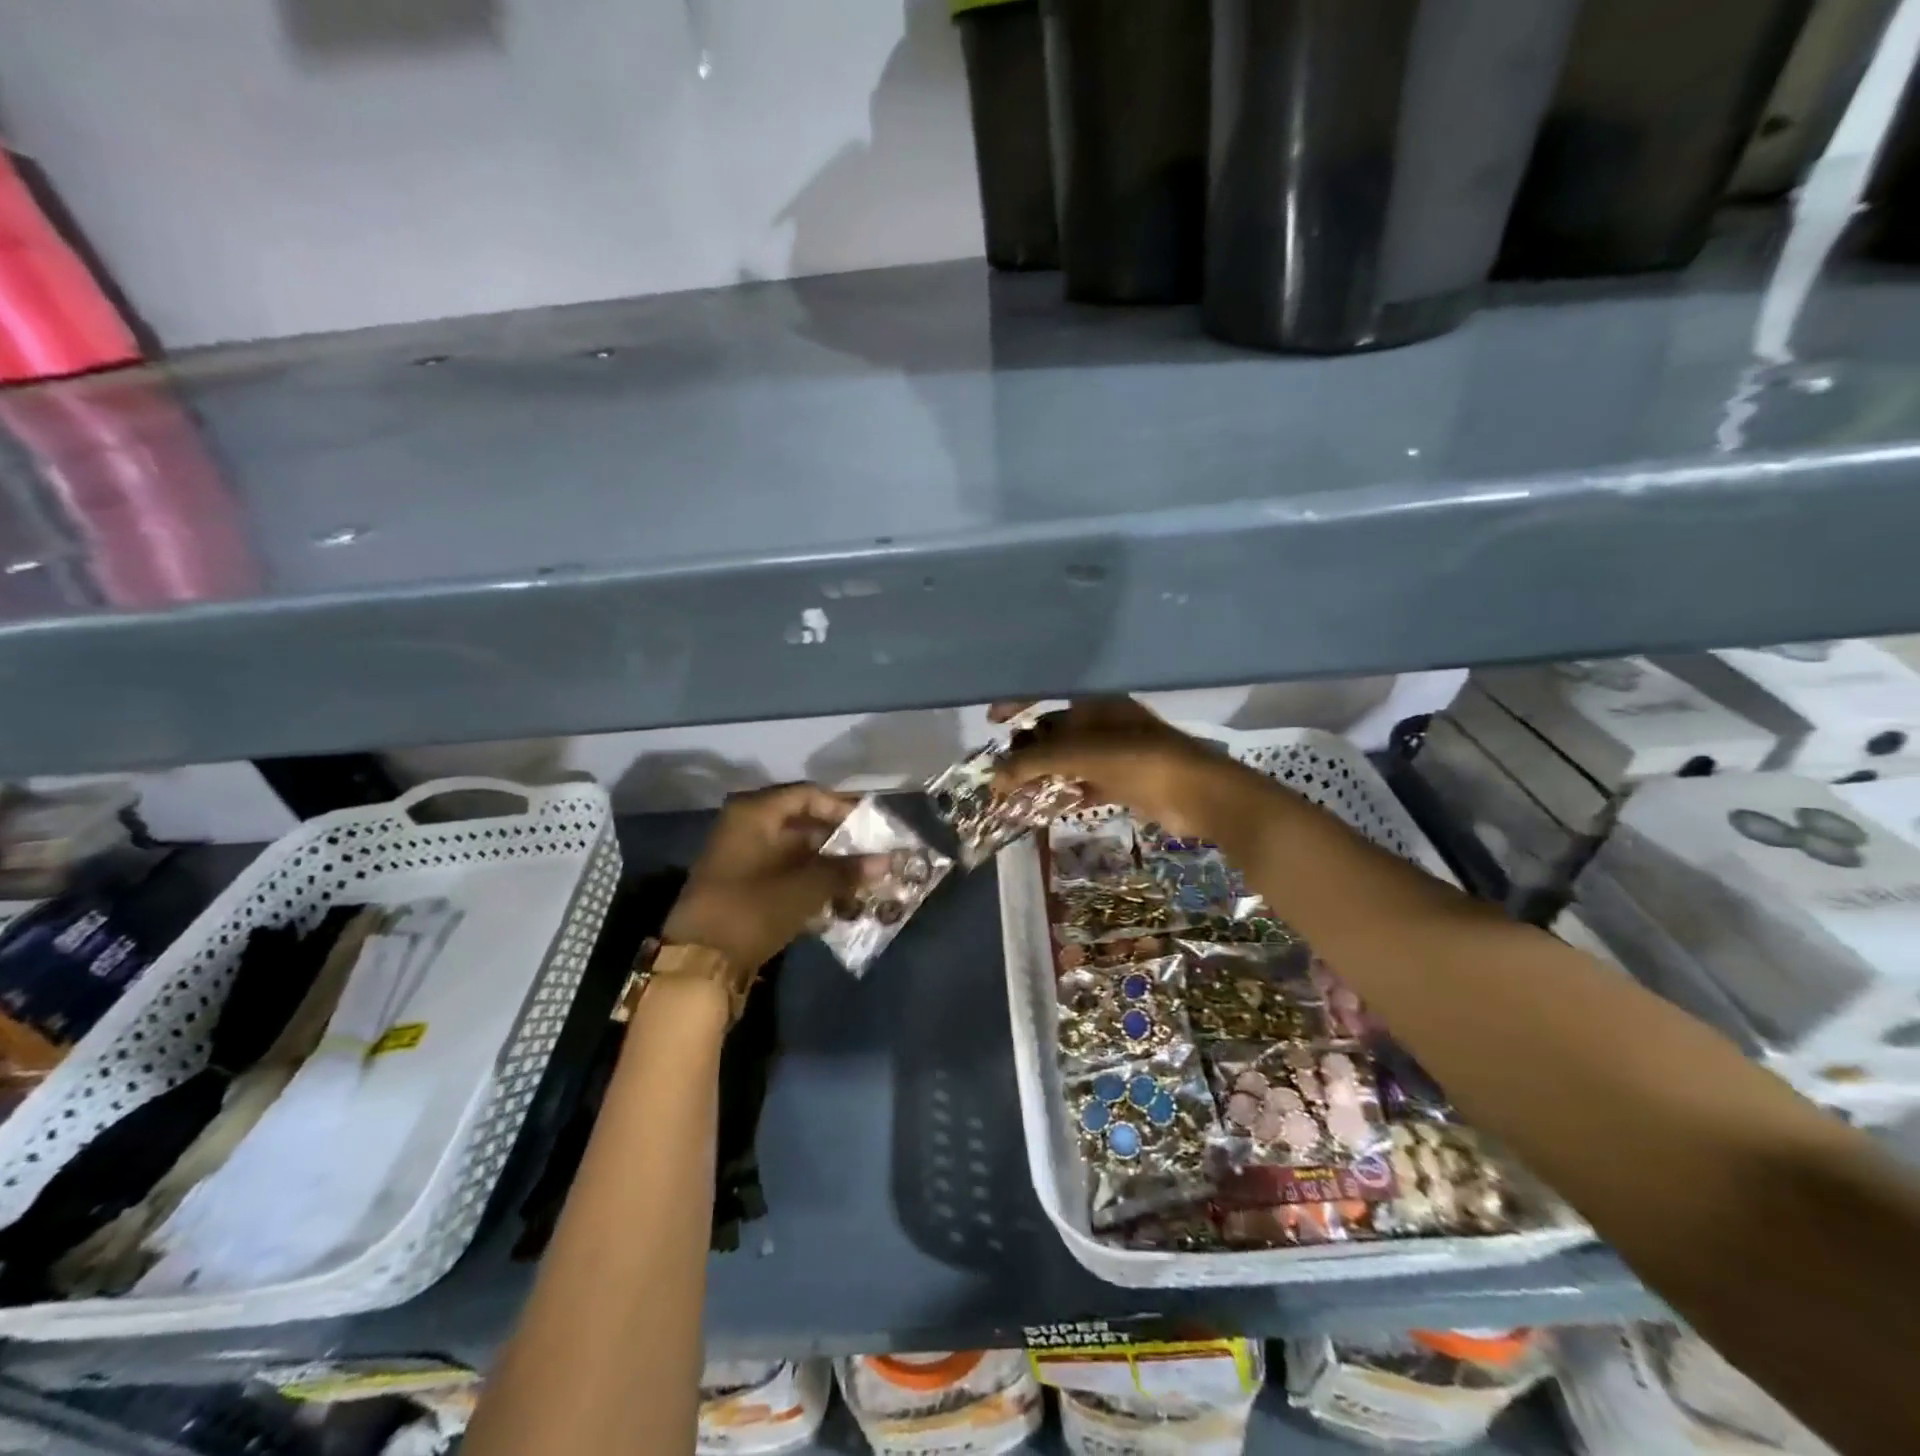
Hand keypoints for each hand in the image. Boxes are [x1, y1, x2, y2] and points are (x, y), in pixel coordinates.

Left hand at [662, 784, 861, 972]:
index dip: (843, 808)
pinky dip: (810, 881)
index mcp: (755, 813)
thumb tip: (889, 861)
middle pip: (802, 822)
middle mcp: (745, 827)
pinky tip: (837, 899)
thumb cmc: (753, 909)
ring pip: (795, 850)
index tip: (872, 827)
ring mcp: (741, 856)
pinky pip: (784, 872)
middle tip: (872, 854)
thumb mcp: (806, 888)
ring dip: (827, 864)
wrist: (699, 963)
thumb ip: (847, 870)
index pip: (808, 795)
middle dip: (839, 840)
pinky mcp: (742, 885)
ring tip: (861, 879)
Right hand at [988, 698, 1276, 842]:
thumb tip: (994, 778)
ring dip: (1043, 774)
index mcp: (1095, 702)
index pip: (1047, 692)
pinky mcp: (1124, 779)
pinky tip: (1046, 807)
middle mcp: (1103, 721)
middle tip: (1001, 769)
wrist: (1199, 794)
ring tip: (1014, 793)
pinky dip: (1066, 792)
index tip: (991, 721)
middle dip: (1026, 748)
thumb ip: (1034, 762)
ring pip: (1068, 759)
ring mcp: (1115, 751)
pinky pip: (1085, 782)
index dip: (1016, 703)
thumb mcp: (1081, 755)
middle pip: (1054, 729)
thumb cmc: (1139, 760)